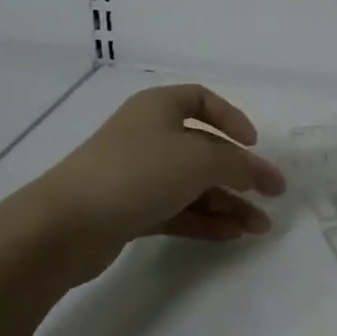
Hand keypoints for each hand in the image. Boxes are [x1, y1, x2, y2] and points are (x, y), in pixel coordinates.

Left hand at [33, 85, 285, 263]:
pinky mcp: (129, 210)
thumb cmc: (137, 172)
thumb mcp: (199, 160)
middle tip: (272, 196)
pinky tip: (232, 235)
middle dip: (239, 173)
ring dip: (228, 202)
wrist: (64, 226)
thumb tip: (262, 175)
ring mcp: (137, 175)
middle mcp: (148, 135)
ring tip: (259, 227)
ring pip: (193, 184)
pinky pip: (177, 209)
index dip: (232, 119)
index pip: (202, 100)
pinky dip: (205, 219)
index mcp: (159, 107)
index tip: (253, 144)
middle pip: (204, 150)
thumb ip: (238, 165)